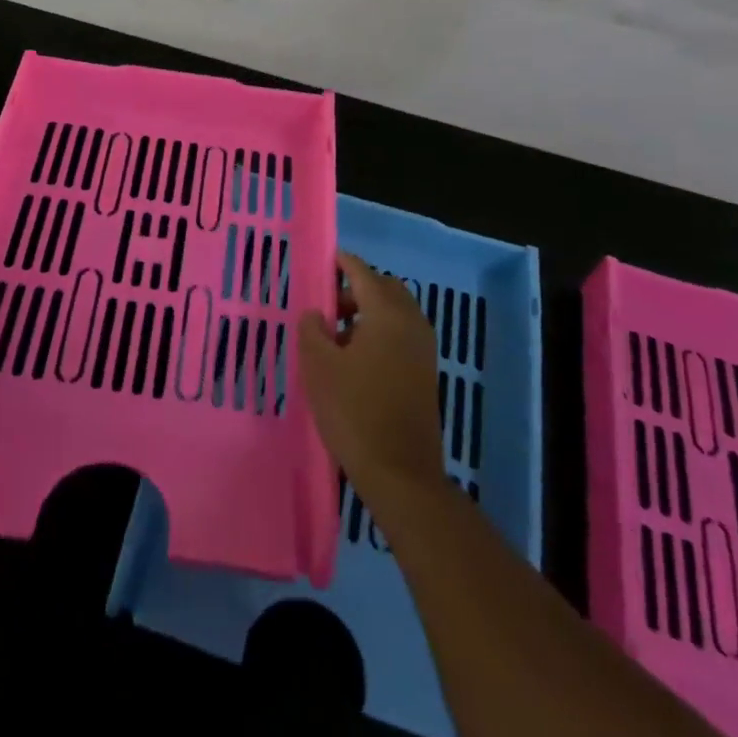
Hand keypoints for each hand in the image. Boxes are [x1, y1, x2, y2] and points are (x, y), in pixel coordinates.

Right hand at [298, 251, 443, 503]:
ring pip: (394, 313)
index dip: (340, 263)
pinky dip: (379, 333)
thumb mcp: (318, 366)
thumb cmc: (355, 412)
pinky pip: (401, 335)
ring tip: (335, 338)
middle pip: (383, 289)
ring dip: (367, 313)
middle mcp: (411, 323)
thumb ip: (312, 329)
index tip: (320, 263)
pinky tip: (355, 361)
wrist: (401, 474)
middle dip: (355, 289)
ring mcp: (423, 349)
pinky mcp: (425, 373)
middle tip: (326, 306)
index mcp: (387, 314)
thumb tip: (316, 314)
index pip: (362, 272)